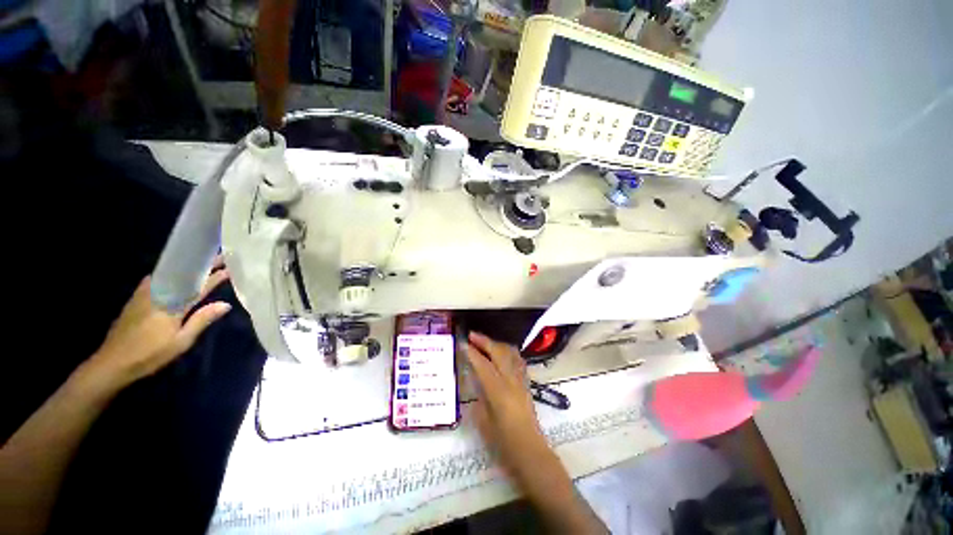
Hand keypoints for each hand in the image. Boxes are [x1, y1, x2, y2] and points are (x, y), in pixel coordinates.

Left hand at [87, 259, 231, 385]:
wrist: (112, 362)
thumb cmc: (150, 354)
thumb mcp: (181, 341)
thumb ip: (202, 320)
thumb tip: (226, 304)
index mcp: (172, 305)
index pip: (198, 287)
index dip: (214, 277)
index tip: (229, 267)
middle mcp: (159, 294)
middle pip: (184, 276)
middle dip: (202, 267)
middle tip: (219, 258)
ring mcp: (144, 295)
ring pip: (169, 275)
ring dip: (186, 269)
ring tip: (199, 264)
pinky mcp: (135, 299)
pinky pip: (156, 280)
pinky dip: (168, 274)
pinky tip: (171, 274)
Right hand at [464, 332, 550, 476]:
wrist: (530, 451)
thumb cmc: (504, 443)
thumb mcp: (483, 422)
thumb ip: (479, 398)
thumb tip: (475, 382)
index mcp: (498, 392)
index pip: (483, 365)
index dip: (472, 353)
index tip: (463, 343)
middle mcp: (511, 381)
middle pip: (498, 352)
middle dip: (485, 341)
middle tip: (472, 335)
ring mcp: (521, 380)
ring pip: (510, 352)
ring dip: (496, 343)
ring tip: (485, 341)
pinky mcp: (526, 383)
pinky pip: (517, 359)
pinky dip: (507, 351)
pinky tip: (501, 353)